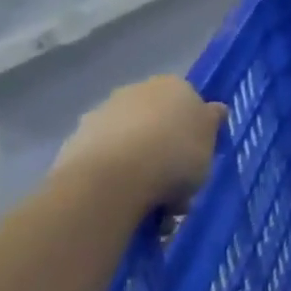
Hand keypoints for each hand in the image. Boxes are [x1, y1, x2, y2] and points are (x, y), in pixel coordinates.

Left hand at [53, 77, 224, 209]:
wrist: (112, 179)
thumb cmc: (175, 155)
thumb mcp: (210, 142)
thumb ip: (211, 123)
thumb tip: (214, 110)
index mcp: (174, 85)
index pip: (190, 104)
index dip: (195, 132)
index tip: (198, 159)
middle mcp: (136, 91)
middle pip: (159, 122)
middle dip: (166, 150)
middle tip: (176, 186)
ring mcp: (102, 115)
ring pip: (132, 142)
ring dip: (141, 167)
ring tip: (151, 205)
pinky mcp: (76, 142)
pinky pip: (107, 161)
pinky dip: (117, 178)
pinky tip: (126, 204)